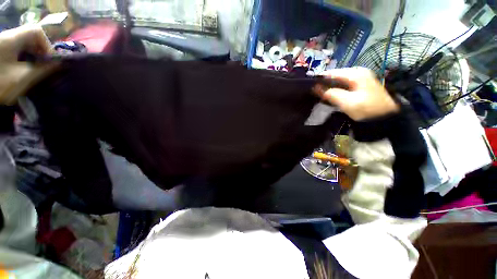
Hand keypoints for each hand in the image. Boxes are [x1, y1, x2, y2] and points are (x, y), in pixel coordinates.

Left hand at [0, 25, 51, 102]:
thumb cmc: (1, 84)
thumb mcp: (22, 78)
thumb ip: (43, 69)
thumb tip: (61, 64)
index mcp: (12, 38)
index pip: (36, 31)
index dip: (47, 44)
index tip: (49, 60)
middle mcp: (7, 38)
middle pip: (30, 38)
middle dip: (40, 52)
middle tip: (44, 66)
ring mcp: (2, 46)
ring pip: (24, 46)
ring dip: (32, 57)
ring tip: (35, 70)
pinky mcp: (0, 53)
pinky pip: (16, 51)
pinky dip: (24, 59)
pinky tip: (24, 70)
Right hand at [314, 67, 398, 120]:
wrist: (385, 118)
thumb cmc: (367, 109)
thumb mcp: (347, 102)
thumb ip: (331, 94)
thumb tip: (315, 88)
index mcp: (355, 73)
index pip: (331, 73)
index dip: (319, 79)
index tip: (308, 88)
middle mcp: (357, 72)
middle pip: (334, 76)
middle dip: (323, 84)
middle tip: (313, 94)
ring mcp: (359, 79)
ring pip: (337, 82)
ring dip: (328, 88)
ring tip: (318, 96)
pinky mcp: (359, 86)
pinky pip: (342, 86)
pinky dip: (334, 91)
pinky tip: (329, 97)